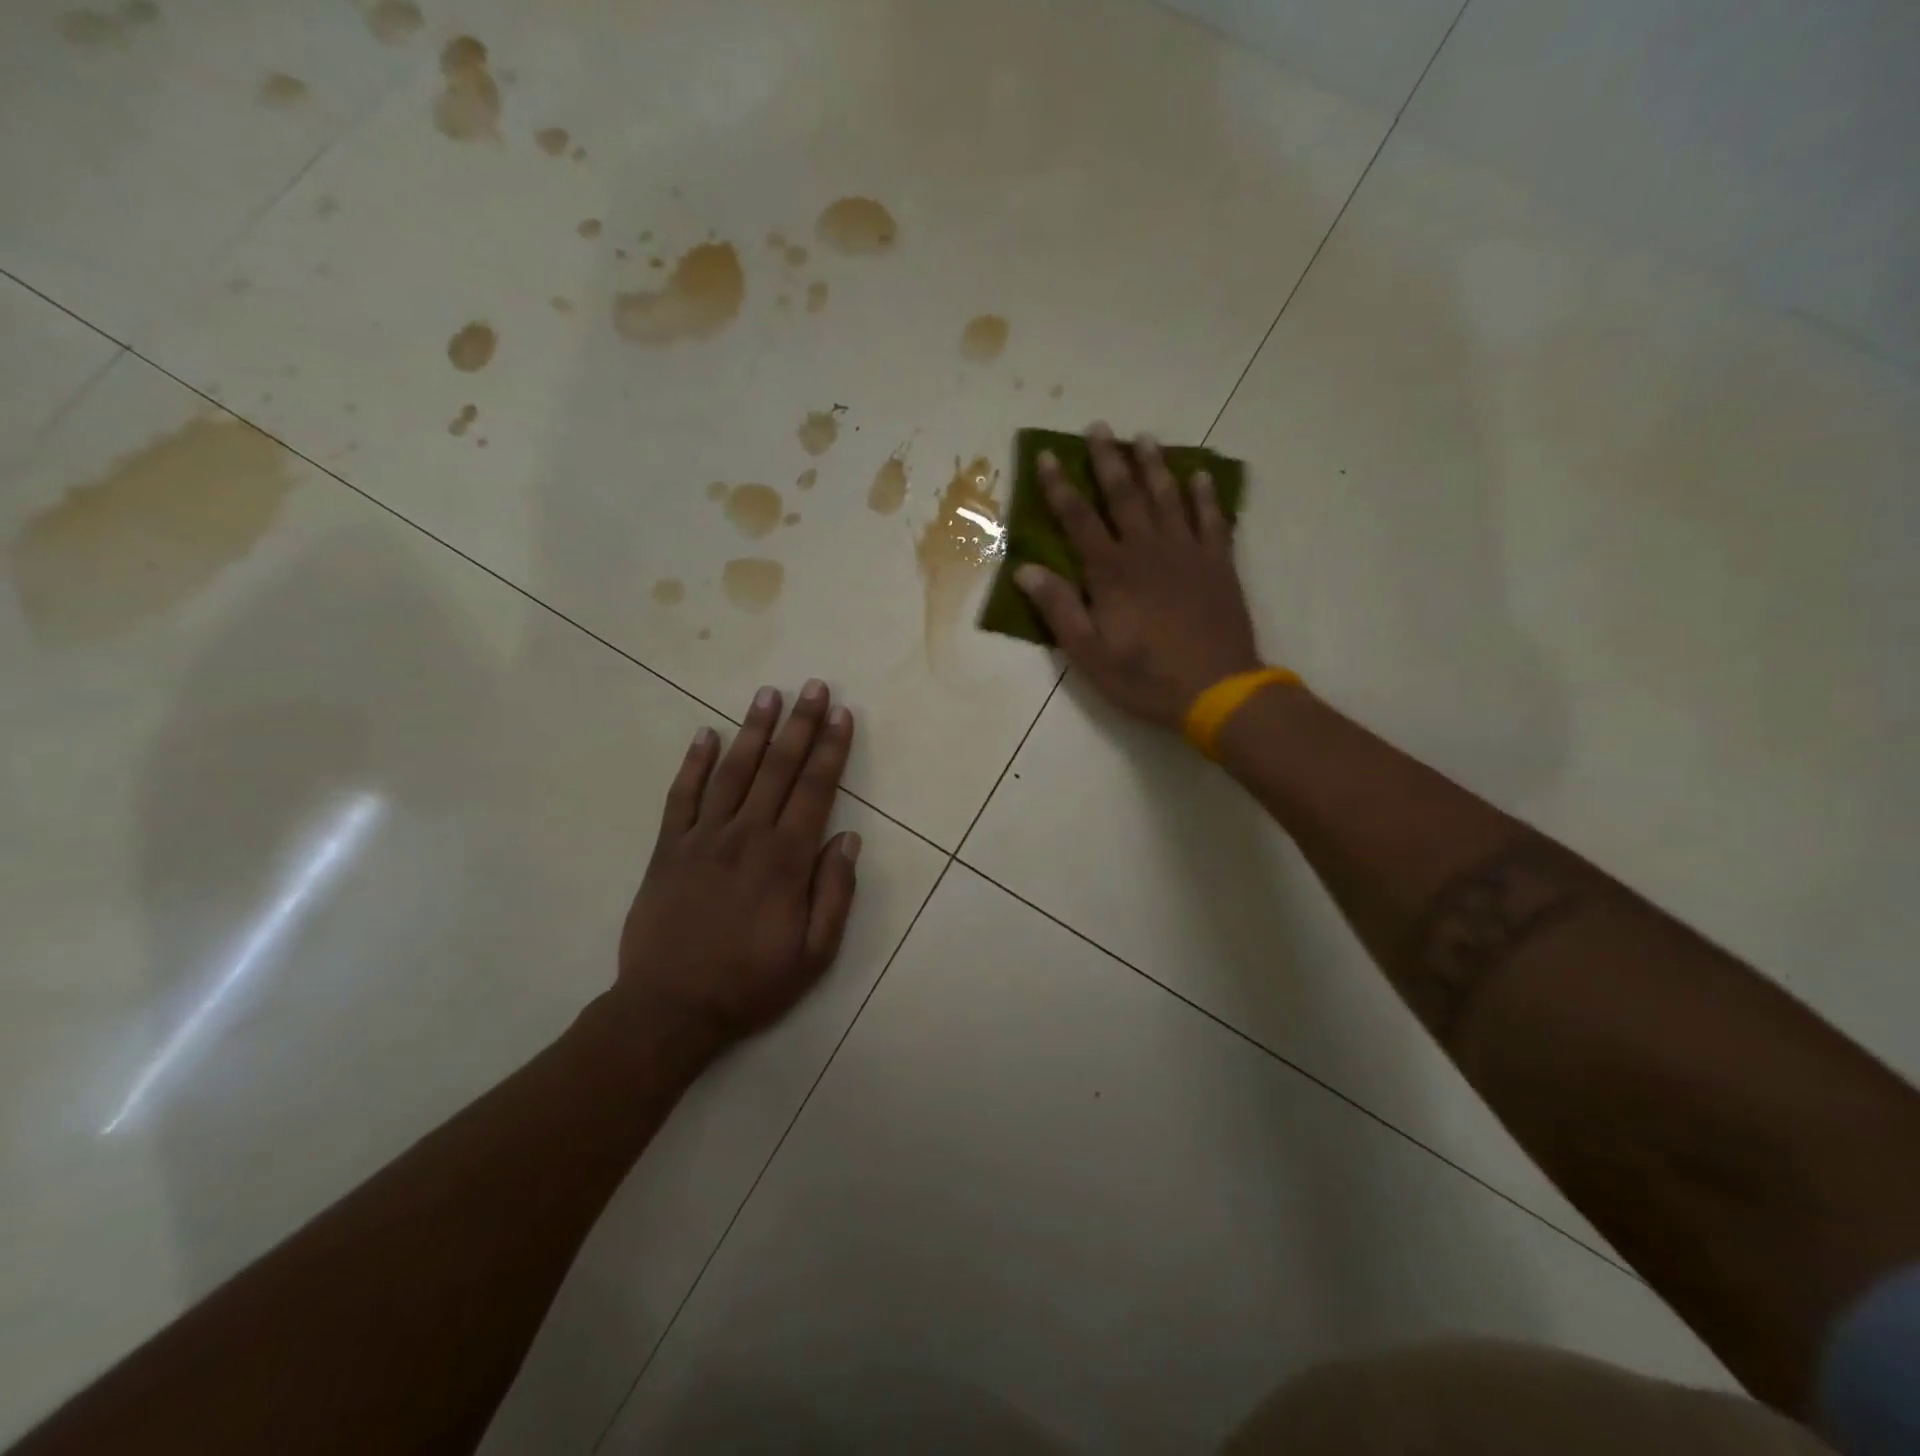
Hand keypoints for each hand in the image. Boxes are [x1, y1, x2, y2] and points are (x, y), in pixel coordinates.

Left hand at [616, 681, 860, 1045]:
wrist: (670, 1009)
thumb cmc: (751, 983)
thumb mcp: (814, 954)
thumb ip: (835, 894)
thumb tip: (849, 840)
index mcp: (785, 860)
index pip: (814, 791)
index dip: (831, 750)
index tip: (842, 715)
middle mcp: (746, 836)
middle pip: (778, 769)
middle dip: (800, 725)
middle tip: (814, 687)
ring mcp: (702, 838)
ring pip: (733, 772)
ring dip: (753, 730)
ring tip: (768, 694)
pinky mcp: (667, 849)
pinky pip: (682, 796)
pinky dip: (694, 763)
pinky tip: (706, 734)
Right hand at [1014, 422, 1262, 729]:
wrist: (1217, 689)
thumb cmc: (1145, 677)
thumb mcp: (1089, 654)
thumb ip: (1059, 609)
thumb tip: (1026, 570)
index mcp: (1111, 572)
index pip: (1078, 520)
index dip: (1060, 487)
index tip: (1047, 456)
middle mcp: (1148, 550)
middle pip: (1125, 496)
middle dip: (1108, 460)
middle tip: (1100, 427)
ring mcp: (1188, 553)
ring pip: (1168, 498)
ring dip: (1154, 466)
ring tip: (1144, 438)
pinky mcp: (1218, 564)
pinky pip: (1212, 519)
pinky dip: (1206, 496)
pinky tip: (1201, 476)